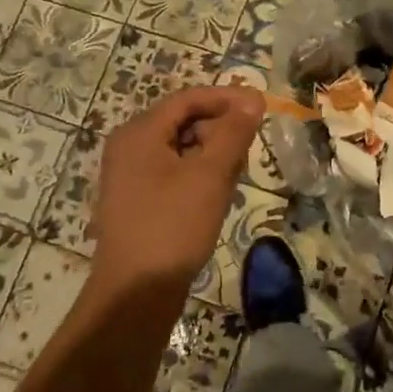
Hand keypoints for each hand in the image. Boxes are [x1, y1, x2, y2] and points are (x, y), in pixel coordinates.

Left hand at [90, 86, 263, 295]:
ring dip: (213, 153)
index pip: (189, 98)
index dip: (227, 98)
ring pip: (181, 148)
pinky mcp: (138, 200)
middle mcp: (130, 147)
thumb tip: (253, 100)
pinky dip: (199, 173)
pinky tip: (217, 194)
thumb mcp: (210, 175)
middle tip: (250, 147)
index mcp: (140, 133)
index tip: (262, 106)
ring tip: (236, 175)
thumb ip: (233, 133)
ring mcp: (131, 175)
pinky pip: (174, 171)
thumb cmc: (173, 226)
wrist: (135, 293)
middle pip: (184, 121)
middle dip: (220, 128)